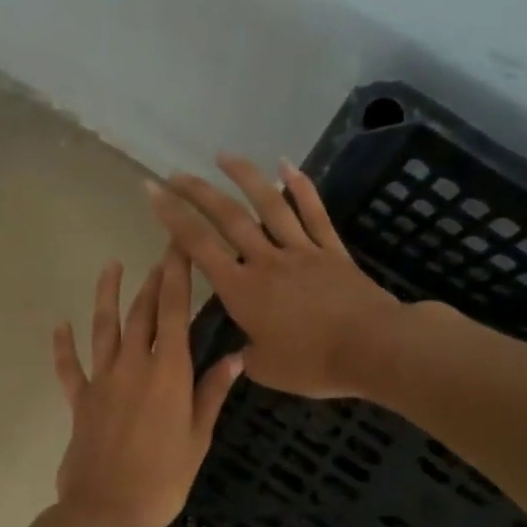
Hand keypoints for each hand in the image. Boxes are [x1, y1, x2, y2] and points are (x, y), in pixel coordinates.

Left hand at [52, 251, 243, 526]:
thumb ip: (212, 393)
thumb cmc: (163, 480)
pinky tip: (60, 325)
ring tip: (111, 267)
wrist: (107, 511)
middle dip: (153, 279)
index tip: (180, 245)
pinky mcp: (79, 401)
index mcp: (169, 373)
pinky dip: (63, 346)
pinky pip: (69, 367)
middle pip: (142, 312)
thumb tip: (236, 356)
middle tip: (161, 253)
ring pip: (104, 328)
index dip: (177, 274)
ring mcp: (102, 381)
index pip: (175, 311)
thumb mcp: (198, 438)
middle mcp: (134, 366)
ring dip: (108, 295)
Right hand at [146, 156, 401, 397]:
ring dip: (245, 177)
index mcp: (242, 291)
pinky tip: (287, 165)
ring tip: (224, 156)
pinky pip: (314, 214)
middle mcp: (266, 262)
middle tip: (175, 174)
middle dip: (197, 192)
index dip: (173, 218)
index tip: (153, 193)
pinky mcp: (331, 251)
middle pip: (228, 218)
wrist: (373, 349)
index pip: (199, 247)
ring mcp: (301, 251)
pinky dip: (301, 187)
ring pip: (269, 206)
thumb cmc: (314, 364)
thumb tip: (244, 350)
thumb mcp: (266, 370)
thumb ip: (247, 356)